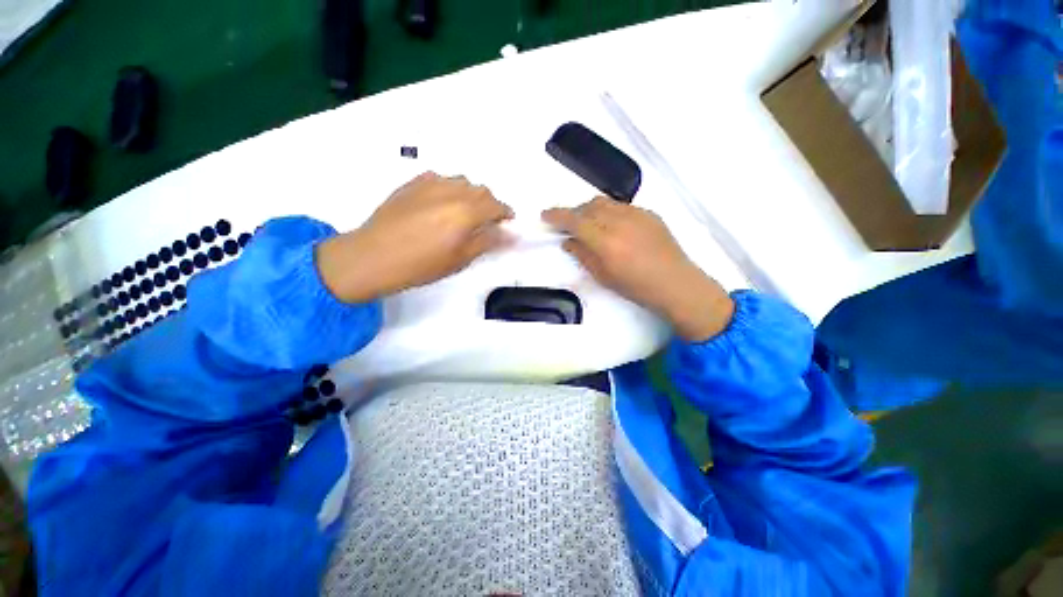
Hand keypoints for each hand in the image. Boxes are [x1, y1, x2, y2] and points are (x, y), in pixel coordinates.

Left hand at [317, 172, 512, 302]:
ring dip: (470, 194)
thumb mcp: (460, 259)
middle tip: (487, 221)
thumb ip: (488, 242)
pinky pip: (440, 179)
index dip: (505, 213)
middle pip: (480, 190)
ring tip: (464, 212)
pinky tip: (442, 203)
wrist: (374, 256)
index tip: (508, 222)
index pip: (495, 205)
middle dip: (489, 203)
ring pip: (461, 181)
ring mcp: (429, 183)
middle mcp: (451, 191)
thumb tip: (511, 234)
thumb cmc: (421, 264)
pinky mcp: (412, 183)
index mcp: (466, 212)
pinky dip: (449, 188)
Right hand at [542, 197, 733, 341]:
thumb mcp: (603, 276)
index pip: (575, 221)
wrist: (676, 283)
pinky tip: (611, 226)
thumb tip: (569, 241)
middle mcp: (620, 222)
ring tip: (588, 223)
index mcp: (606, 242)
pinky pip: (621, 206)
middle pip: (588, 206)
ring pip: (605, 202)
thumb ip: (583, 255)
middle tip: (568, 224)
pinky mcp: (649, 213)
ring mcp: (637, 214)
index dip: (557, 216)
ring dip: (590, 210)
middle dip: (574, 212)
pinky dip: (609, 212)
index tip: (545, 215)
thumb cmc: (636, 287)